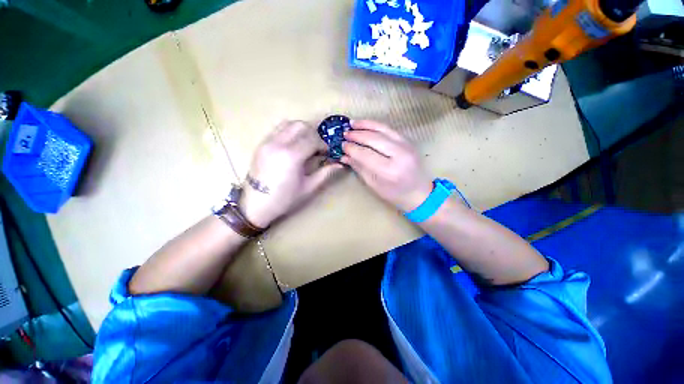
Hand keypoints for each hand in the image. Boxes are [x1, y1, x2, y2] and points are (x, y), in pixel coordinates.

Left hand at [239, 120, 342, 227]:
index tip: (327, 153)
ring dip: (301, 130)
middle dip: (313, 134)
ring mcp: (267, 142)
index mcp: (292, 156)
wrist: (255, 204)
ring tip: (306, 143)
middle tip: (318, 147)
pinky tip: (293, 145)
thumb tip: (340, 164)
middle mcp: (278, 143)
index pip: (313, 140)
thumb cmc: (285, 199)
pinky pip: (278, 129)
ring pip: (288, 124)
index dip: (323, 145)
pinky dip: (289, 132)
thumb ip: (325, 172)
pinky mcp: (261, 144)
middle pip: (301, 126)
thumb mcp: (309, 187)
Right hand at [341, 120, 432, 211]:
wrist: (420, 192)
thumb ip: (360, 168)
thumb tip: (344, 156)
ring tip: (352, 124)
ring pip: (382, 129)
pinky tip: (366, 125)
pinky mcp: (408, 141)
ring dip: (365, 125)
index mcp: (389, 170)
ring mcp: (406, 145)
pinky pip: (389, 129)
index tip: (342, 146)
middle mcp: (399, 154)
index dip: (352, 149)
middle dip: (357, 135)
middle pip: (373, 139)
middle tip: (344, 134)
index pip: (366, 154)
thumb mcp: (374, 185)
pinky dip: (376, 125)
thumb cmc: (395, 194)